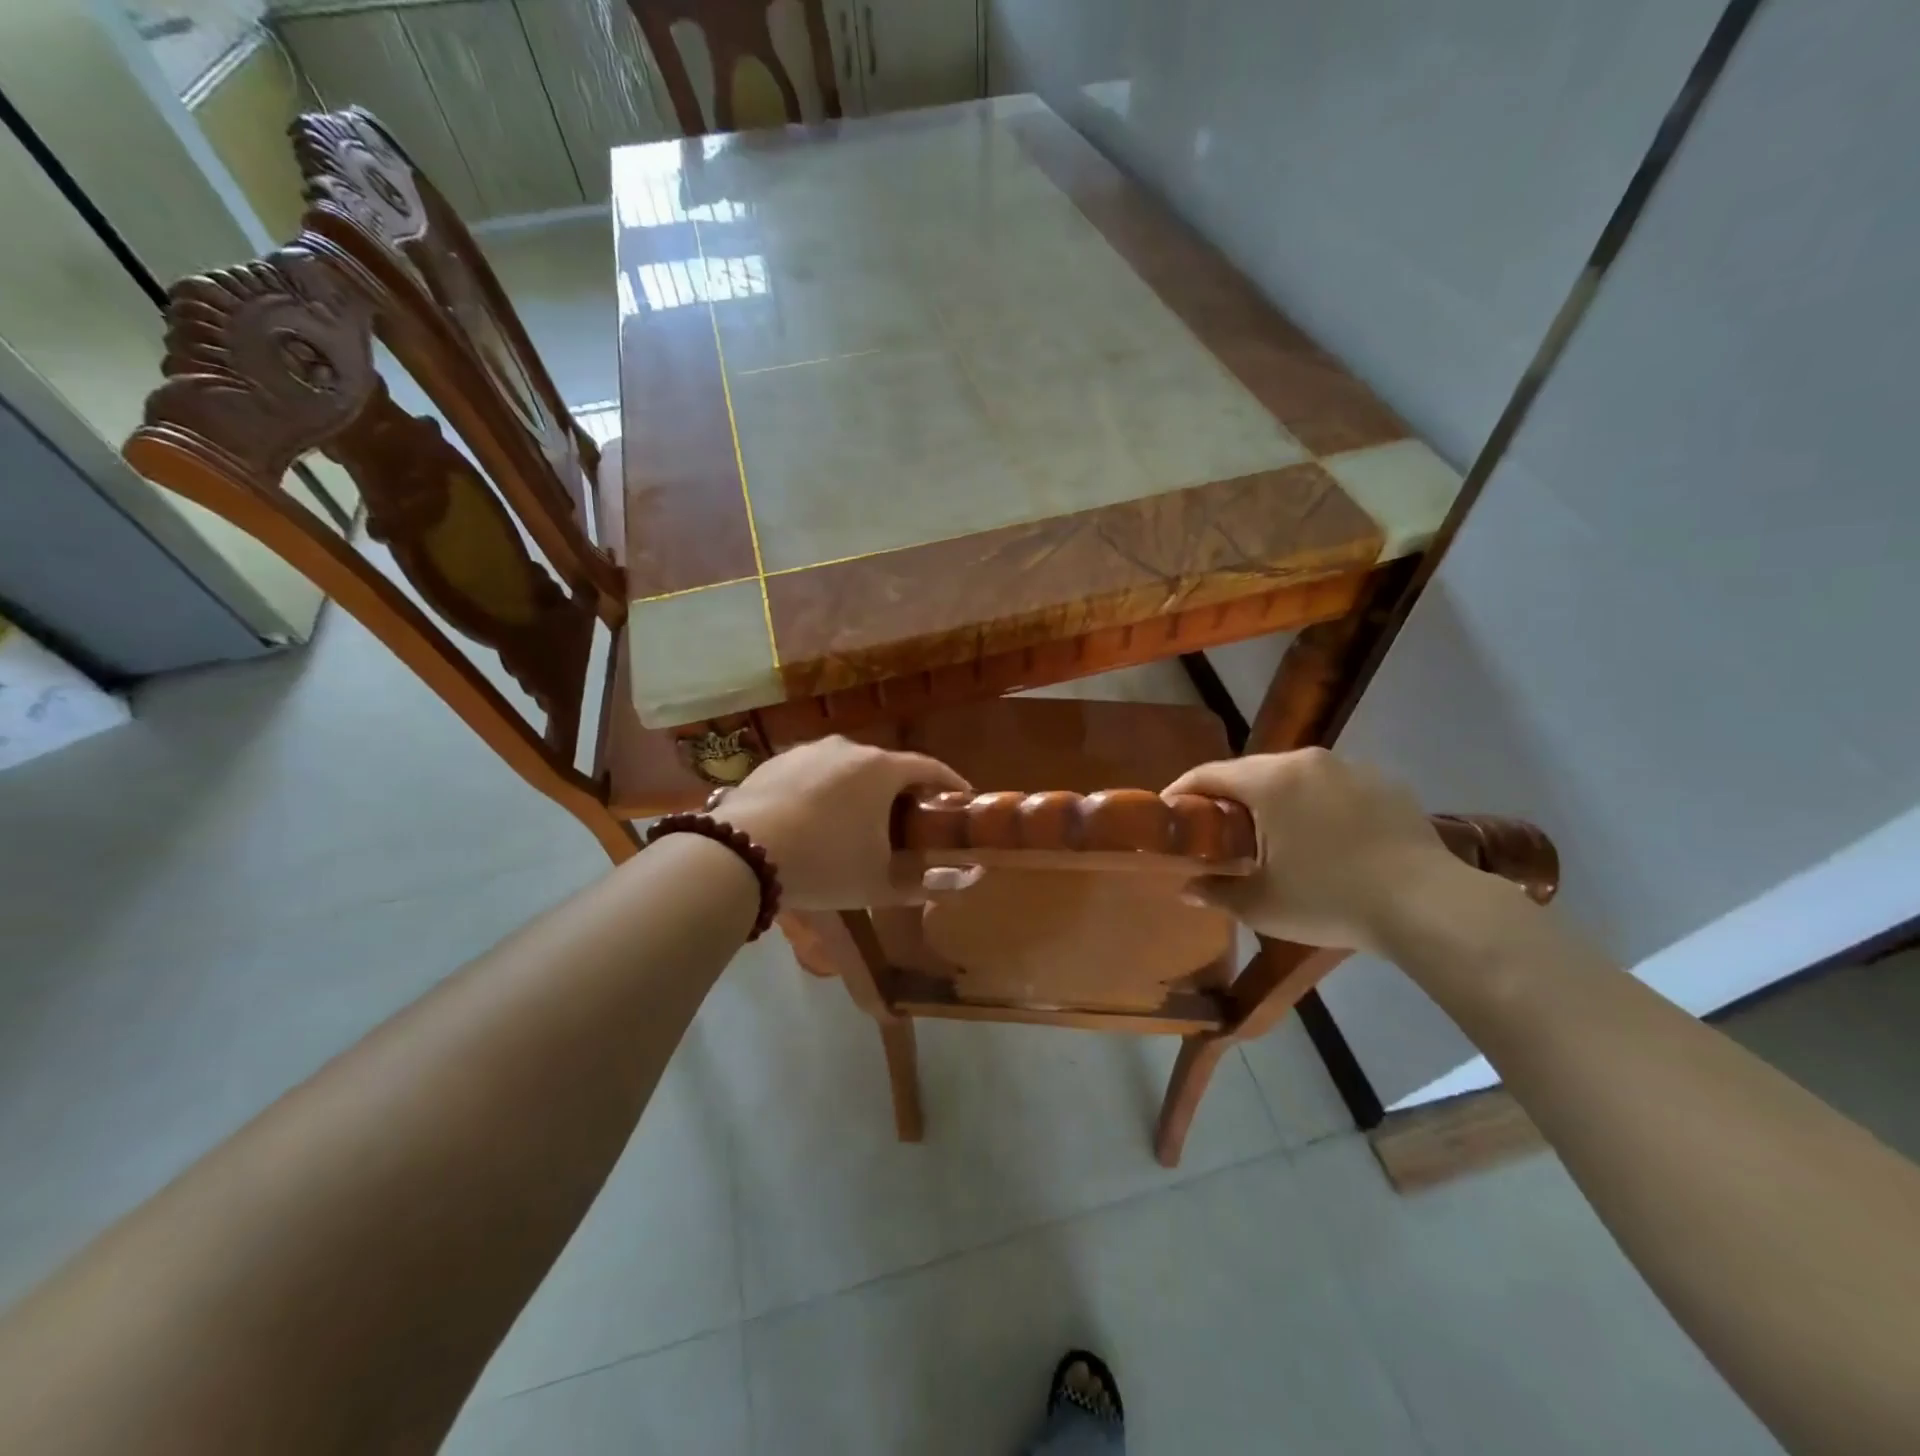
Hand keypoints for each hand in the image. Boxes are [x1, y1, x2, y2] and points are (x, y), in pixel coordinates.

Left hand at [710, 737, 969, 909]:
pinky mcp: (775, 762)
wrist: (739, 853)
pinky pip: (812, 774)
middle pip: (886, 766)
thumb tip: (965, 880)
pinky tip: (813, 821)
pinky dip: (823, 792)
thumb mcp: (878, 883)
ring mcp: (808, 751)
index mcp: (881, 769)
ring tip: (856, 822)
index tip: (961, 798)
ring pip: (846, 769)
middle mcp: (847, 748)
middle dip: (901, 791)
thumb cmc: (824, 863)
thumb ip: (924, 883)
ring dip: (859, 791)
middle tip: (906, 821)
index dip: (950, 783)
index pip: (929, 768)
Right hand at [1163, 748, 1471, 951]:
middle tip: (1217, 831)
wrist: (1429, 906)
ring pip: (1294, 778)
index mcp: (1269, 780)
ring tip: (1271, 835)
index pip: (1208, 774)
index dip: (1181, 792)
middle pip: (1250, 772)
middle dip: (1228, 798)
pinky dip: (1315, 805)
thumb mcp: (1261, 905)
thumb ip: (1216, 892)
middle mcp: (1307, 761)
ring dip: (1274, 800)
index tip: (1168, 814)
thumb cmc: (1330, 899)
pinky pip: (1333, 788)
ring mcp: (1351, 768)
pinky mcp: (1385, 784)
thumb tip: (1186, 890)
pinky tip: (1323, 839)